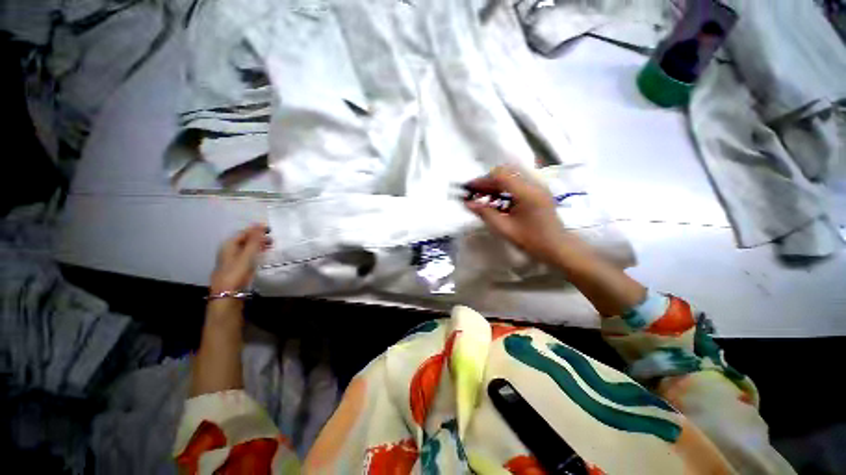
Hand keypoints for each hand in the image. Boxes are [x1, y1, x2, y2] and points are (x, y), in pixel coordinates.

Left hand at [209, 224, 270, 294]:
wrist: (228, 293)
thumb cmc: (237, 271)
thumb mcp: (248, 254)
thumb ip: (254, 239)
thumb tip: (259, 223)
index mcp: (229, 244)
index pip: (244, 232)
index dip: (257, 230)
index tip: (271, 231)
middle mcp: (229, 250)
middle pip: (245, 240)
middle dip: (259, 238)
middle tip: (274, 240)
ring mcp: (233, 259)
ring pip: (247, 248)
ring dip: (259, 246)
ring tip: (271, 247)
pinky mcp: (237, 268)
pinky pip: (248, 256)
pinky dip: (257, 254)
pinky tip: (264, 257)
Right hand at [464, 165, 570, 263]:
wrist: (557, 247)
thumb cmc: (531, 241)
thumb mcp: (505, 228)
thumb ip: (485, 213)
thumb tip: (468, 203)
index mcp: (527, 193)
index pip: (500, 176)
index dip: (482, 180)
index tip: (468, 189)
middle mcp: (534, 183)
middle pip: (505, 172)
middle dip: (487, 181)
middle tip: (474, 194)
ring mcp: (537, 186)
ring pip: (511, 176)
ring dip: (495, 184)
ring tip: (483, 197)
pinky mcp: (538, 191)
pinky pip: (517, 182)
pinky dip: (504, 188)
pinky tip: (496, 200)